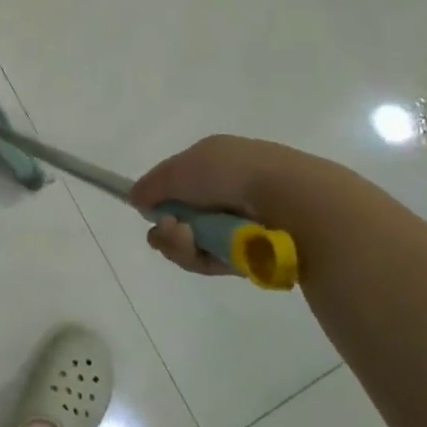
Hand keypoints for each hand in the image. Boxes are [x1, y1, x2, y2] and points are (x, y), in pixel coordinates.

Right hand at [132, 135, 341, 276]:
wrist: (291, 202)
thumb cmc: (234, 174)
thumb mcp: (184, 168)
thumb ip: (155, 183)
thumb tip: (135, 197)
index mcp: (217, 164)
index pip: (178, 183)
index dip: (159, 197)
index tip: (145, 208)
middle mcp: (228, 193)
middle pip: (181, 217)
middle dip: (165, 226)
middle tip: (168, 229)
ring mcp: (239, 226)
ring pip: (193, 242)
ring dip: (179, 243)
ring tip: (184, 238)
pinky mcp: (249, 258)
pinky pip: (211, 262)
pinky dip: (199, 259)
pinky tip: (200, 251)